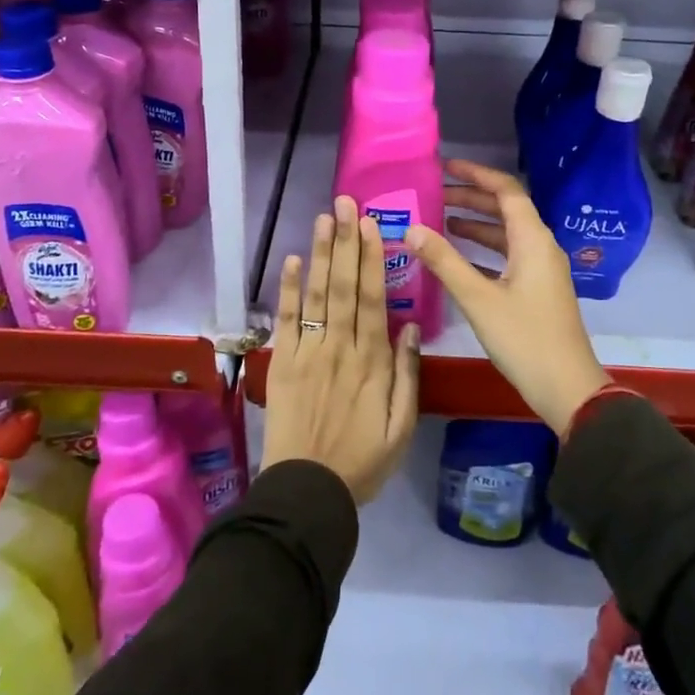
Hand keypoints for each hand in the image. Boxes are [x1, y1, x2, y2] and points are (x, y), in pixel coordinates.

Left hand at [261, 196, 419, 503]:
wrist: (308, 490)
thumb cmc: (362, 461)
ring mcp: (309, 353)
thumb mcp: (402, 427)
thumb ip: (409, 375)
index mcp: (373, 361)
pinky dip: (288, 290)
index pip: (372, 299)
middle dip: (346, 242)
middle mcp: (341, 347)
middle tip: (346, 204)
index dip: (371, 259)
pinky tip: (290, 261)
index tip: (371, 225)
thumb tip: (412, 325)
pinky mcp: (282, 363)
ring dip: (319, 254)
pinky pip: (286, 321)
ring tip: (323, 218)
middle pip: (344, 286)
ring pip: (317, 295)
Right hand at [405, 160, 609, 434]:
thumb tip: (412, 229)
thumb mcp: (479, 299)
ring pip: (506, 234)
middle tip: (433, 193)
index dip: (476, 174)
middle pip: (506, 209)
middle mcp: (541, 246)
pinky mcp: (537, 289)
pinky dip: (483, 249)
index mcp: (533, 240)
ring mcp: (541, 269)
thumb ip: (445, 261)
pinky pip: (508, 255)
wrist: (567, 388)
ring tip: (438, 220)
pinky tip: (457, 257)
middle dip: (471, 198)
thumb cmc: (524, 339)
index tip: (445, 167)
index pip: (506, 190)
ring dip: (475, 224)